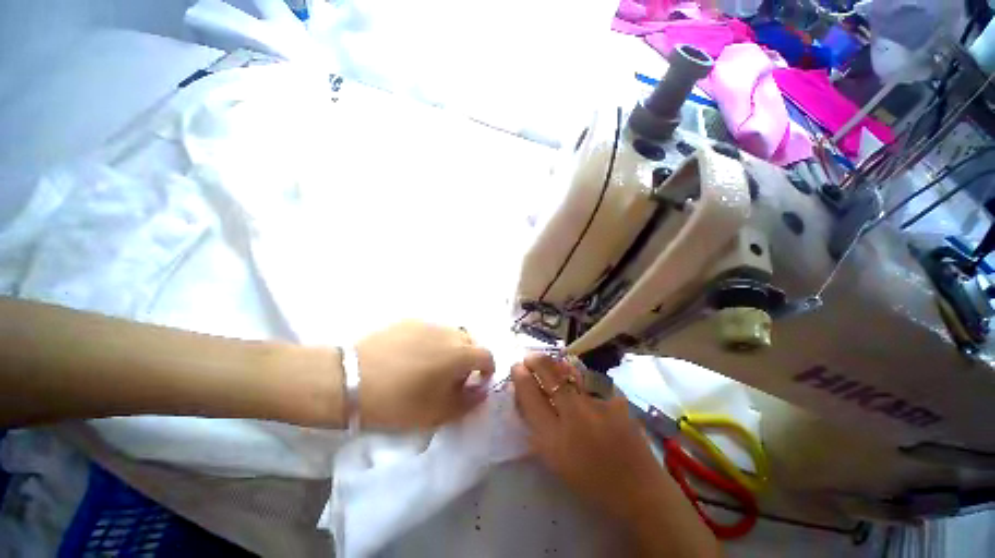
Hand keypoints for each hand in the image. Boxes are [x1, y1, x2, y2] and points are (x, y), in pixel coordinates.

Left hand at [356, 321, 494, 430]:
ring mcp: (428, 323)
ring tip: (433, 364)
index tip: (477, 382)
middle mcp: (449, 332)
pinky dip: (432, 341)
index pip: (487, 356)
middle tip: (454, 376)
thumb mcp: (437, 412)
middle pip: (471, 342)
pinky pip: (431, 330)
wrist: (349, 380)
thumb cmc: (397, 402)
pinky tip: (413, 355)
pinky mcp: (409, 320)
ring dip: (451, 348)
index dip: (487, 370)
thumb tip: (480, 390)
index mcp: (460, 353)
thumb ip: (467, 401)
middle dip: (470, 358)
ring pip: (451, 334)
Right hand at [512, 353, 720, 557]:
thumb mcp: (554, 458)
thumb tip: (525, 394)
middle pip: (549, 376)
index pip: (530, 396)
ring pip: (569, 371)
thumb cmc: (589, 479)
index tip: (516, 367)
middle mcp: (575, 416)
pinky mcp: (616, 399)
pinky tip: (577, 377)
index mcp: (554, 439)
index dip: (520, 377)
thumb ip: (537, 425)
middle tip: (529, 358)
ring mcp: (598, 404)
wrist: (637, 488)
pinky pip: (590, 379)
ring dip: (554, 363)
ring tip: (548, 361)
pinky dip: (579, 376)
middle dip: (535, 361)